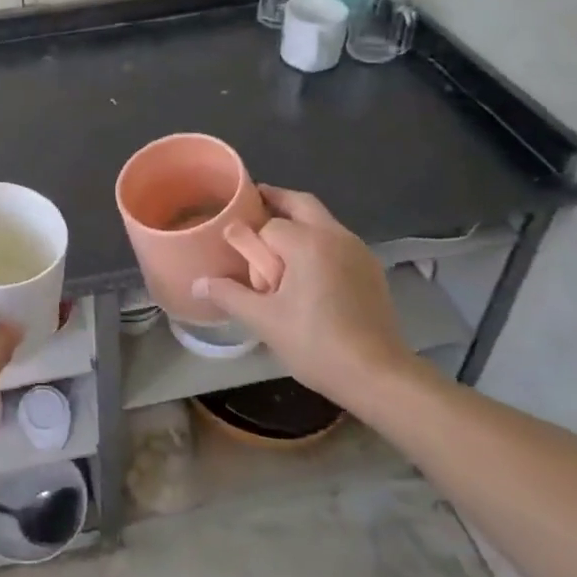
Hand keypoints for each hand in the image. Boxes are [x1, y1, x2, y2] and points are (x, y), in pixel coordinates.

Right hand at [195, 186, 413, 412]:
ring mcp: (358, 250)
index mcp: (308, 242)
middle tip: (252, 210)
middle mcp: (335, 235)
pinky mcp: (370, 268)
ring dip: (298, 221)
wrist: (378, 375)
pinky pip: (337, 240)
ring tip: (274, 244)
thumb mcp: (265, 321)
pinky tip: (306, 269)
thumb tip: (198, 283)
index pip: (269, 225)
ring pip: (322, 220)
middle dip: (276, 201)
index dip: (249, 236)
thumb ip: (229, 295)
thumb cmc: (316, 344)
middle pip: (301, 203)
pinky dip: (317, 240)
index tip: (233, 244)